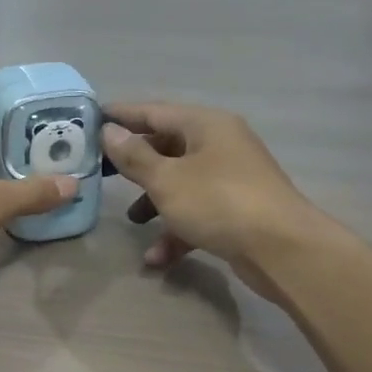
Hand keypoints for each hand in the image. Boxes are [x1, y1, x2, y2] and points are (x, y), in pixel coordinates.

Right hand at [100, 102, 324, 288]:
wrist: (282, 249)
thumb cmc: (218, 203)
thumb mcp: (167, 179)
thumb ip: (134, 156)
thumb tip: (109, 131)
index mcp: (205, 125)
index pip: (154, 112)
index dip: (121, 115)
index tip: (90, 120)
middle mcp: (220, 144)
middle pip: (168, 147)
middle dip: (136, 165)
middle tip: (103, 173)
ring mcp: (231, 178)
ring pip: (182, 183)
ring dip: (154, 202)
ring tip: (132, 222)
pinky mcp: (237, 210)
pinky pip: (198, 213)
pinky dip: (177, 231)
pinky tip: (157, 259)